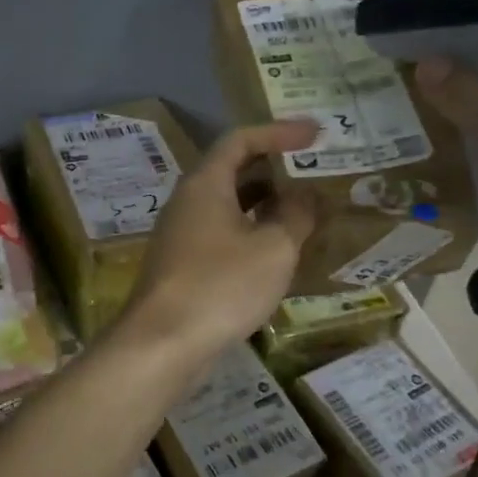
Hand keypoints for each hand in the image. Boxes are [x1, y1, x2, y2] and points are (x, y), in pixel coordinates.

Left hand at [119, 120, 319, 360]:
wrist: (162, 343)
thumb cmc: (221, 286)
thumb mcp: (273, 248)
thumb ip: (295, 215)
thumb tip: (306, 195)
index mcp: (205, 184)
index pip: (241, 140)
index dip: (279, 133)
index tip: (315, 135)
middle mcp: (187, 202)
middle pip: (232, 170)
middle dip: (274, 168)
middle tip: (312, 173)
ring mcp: (181, 235)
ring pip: (227, 205)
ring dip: (264, 203)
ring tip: (304, 211)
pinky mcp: (182, 265)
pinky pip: (222, 233)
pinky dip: (251, 231)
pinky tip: (276, 252)